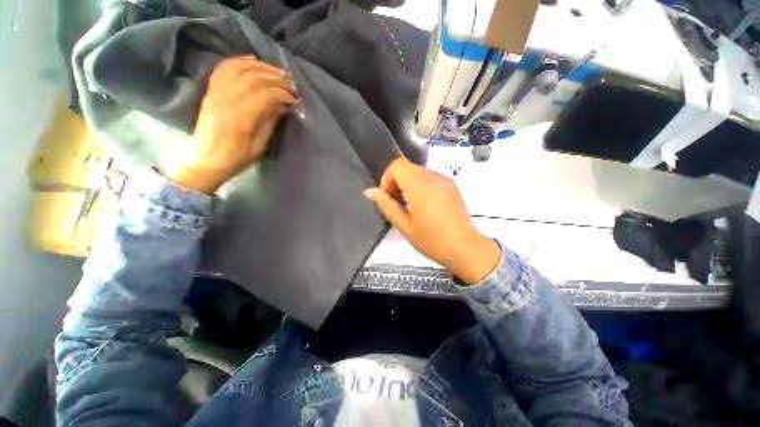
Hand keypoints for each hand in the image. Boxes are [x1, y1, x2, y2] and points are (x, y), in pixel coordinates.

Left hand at [165, 56, 298, 193]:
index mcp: (242, 117)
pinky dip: (238, 61)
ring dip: (260, 67)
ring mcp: (216, 93)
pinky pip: (223, 69)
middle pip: (254, 78)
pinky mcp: (211, 91)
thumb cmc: (236, 158)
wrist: (205, 160)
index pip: (267, 95)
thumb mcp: (259, 146)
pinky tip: (251, 61)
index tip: (295, 100)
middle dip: (276, 78)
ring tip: (276, 71)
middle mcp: (227, 99)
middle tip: (291, 82)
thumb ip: (269, 123)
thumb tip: (282, 107)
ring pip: (239, 69)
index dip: (284, 94)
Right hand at [364, 157, 499, 283]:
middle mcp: (433, 177)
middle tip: (398, 205)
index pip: (397, 165)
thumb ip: (386, 205)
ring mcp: (445, 180)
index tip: (388, 197)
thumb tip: (369, 191)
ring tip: (411, 208)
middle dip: (397, 183)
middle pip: (407, 168)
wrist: (465, 248)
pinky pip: (430, 179)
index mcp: (420, 185)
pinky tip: (425, 207)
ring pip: (418, 173)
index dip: (387, 178)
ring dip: (409, 185)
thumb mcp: (404, 225)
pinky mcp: (451, 186)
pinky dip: (421, 187)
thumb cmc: (431, 240)